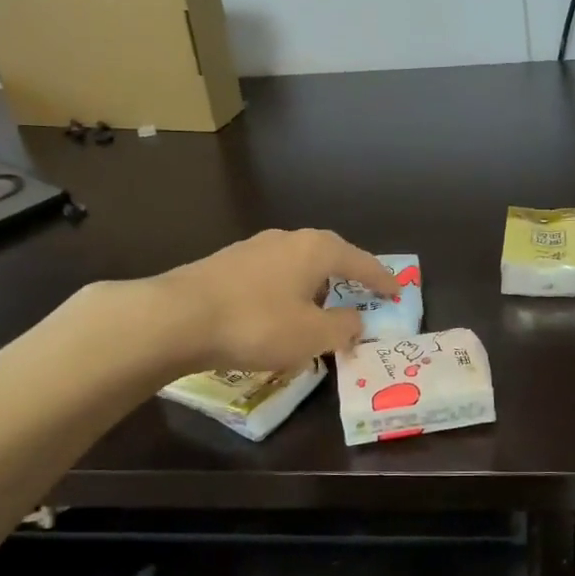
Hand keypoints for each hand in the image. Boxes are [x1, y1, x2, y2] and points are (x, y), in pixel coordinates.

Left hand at [153, 228, 398, 372]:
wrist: (177, 318)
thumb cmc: (258, 324)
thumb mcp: (312, 335)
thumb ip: (343, 327)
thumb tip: (356, 321)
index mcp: (316, 249)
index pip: (361, 261)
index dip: (382, 279)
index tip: (397, 291)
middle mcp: (287, 239)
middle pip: (328, 255)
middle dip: (346, 275)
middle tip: (361, 294)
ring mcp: (252, 249)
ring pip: (296, 265)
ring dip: (313, 285)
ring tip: (319, 307)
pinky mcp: (225, 265)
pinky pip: (270, 277)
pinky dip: (285, 292)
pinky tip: (277, 313)